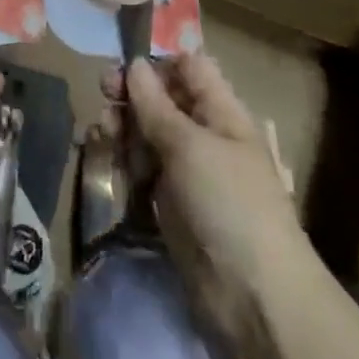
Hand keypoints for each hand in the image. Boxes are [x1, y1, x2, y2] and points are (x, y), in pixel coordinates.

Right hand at [103, 54, 305, 345]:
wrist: (254, 296)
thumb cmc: (229, 202)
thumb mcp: (189, 146)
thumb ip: (156, 105)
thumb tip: (135, 64)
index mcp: (221, 112)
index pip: (189, 68)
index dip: (159, 63)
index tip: (126, 66)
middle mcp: (203, 134)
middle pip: (162, 98)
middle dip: (132, 93)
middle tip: (104, 93)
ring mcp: (187, 169)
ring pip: (148, 131)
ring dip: (124, 124)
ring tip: (104, 131)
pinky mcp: (170, 200)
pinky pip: (143, 166)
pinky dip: (124, 157)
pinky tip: (106, 155)